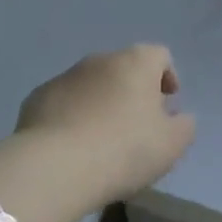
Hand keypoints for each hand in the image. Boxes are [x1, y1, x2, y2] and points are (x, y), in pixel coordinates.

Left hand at [14, 44, 196, 210]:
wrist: (55, 166)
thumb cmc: (124, 150)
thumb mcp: (171, 145)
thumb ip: (184, 126)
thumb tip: (179, 117)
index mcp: (136, 62)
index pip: (160, 55)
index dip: (167, 76)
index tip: (168, 104)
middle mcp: (100, 59)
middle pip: (124, 67)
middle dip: (132, 90)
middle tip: (136, 125)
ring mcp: (65, 76)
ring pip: (92, 84)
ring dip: (101, 102)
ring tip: (102, 139)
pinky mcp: (37, 98)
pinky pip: (63, 102)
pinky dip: (72, 115)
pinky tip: (72, 146)